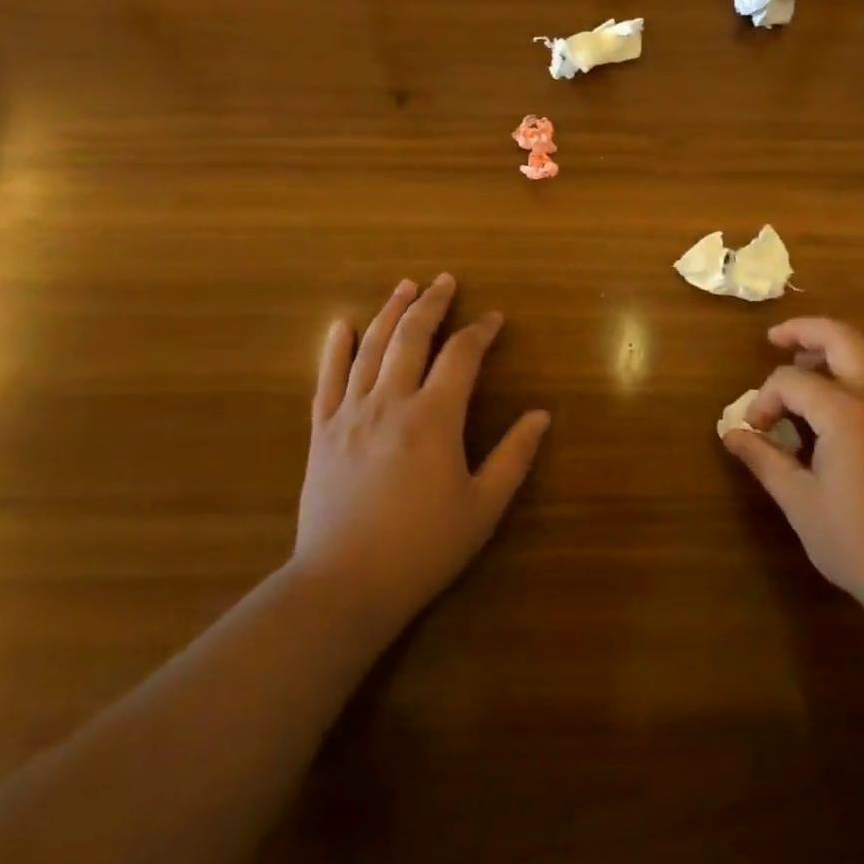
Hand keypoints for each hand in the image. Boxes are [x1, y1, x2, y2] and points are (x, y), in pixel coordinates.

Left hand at [296, 274, 548, 627]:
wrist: (344, 584)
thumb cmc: (423, 547)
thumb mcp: (483, 506)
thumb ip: (513, 456)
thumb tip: (541, 415)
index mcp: (434, 418)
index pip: (462, 356)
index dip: (480, 331)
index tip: (494, 318)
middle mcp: (391, 402)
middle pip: (412, 337)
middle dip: (432, 303)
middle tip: (445, 279)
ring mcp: (351, 414)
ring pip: (371, 348)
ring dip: (390, 312)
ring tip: (405, 285)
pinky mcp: (322, 432)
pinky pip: (327, 379)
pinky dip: (335, 348)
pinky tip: (343, 324)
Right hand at [722, 317, 863, 632]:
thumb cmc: (858, 542)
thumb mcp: (799, 501)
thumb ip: (764, 459)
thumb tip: (731, 433)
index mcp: (846, 413)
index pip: (792, 381)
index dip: (764, 400)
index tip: (753, 432)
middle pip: (842, 339)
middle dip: (805, 331)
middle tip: (774, 338)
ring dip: (836, 345)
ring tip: (806, 362)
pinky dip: (856, 366)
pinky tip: (836, 397)